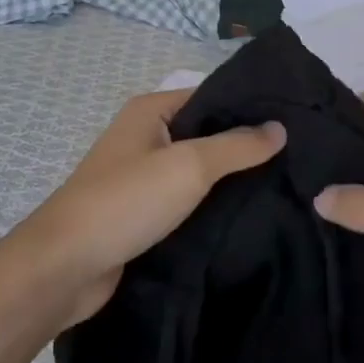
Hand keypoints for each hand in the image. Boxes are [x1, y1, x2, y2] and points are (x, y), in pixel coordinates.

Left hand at [15, 89, 284, 328]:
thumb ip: (237, 145)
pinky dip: (211, 206)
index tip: (294, 120)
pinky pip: (185, 200)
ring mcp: (141, 176)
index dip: (249, 106)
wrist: (66, 267)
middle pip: (205, 133)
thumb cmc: (127, 201)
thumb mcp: (190, 165)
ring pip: (196, 170)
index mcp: (150, 111)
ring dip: (229, 179)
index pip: (210, 96)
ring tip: (284, 185)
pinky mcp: (142, 213)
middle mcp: (144, 137)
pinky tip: (248, 215)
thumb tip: (280, 127)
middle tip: (297, 157)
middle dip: (244, 145)